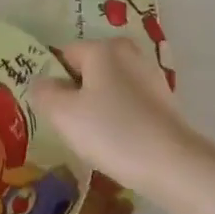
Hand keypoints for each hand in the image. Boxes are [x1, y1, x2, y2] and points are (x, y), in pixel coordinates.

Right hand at [31, 40, 201, 197]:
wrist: (173, 165)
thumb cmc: (112, 131)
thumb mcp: (62, 113)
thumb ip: (43, 92)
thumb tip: (42, 83)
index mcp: (103, 48)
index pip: (64, 55)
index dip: (51, 81)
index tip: (49, 110)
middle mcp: (129, 53)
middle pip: (87, 70)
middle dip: (74, 94)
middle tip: (67, 125)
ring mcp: (150, 76)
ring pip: (108, 88)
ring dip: (96, 107)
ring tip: (92, 138)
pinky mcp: (164, 101)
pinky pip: (128, 104)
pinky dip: (118, 118)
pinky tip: (116, 142)